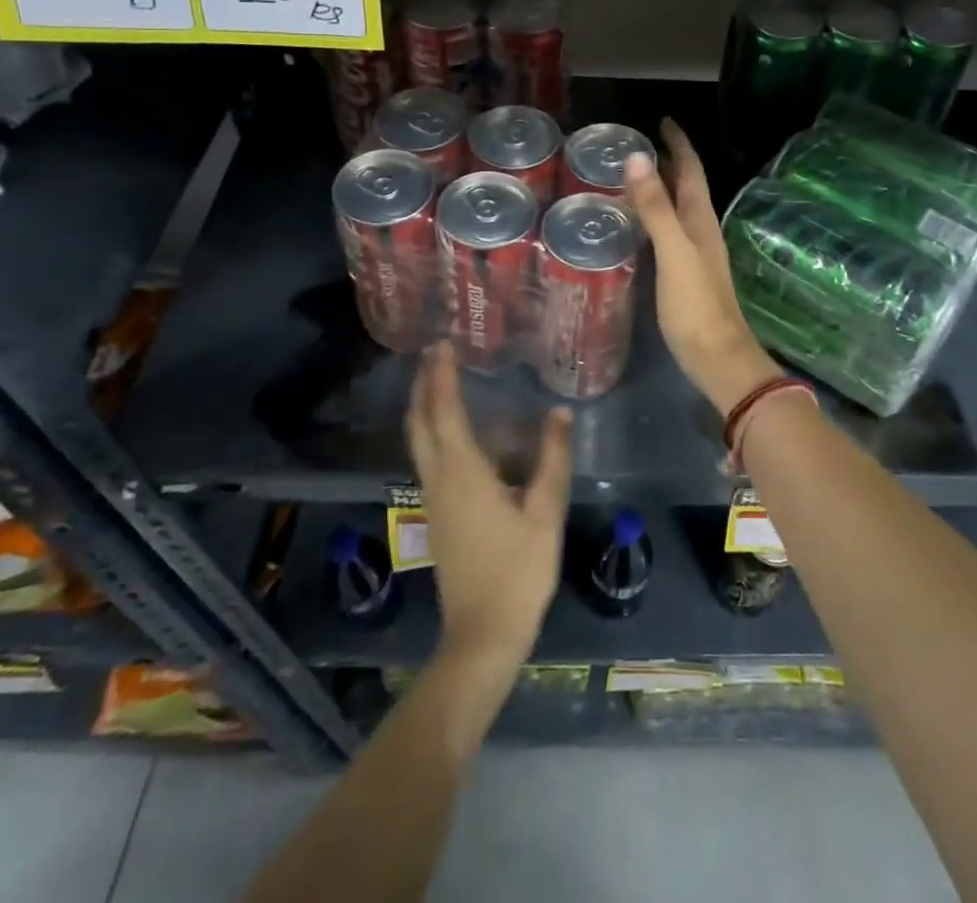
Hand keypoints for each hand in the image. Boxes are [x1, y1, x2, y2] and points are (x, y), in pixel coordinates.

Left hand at [405, 343, 572, 674]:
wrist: (482, 633)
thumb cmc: (517, 570)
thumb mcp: (545, 512)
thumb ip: (552, 459)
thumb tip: (558, 413)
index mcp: (463, 472)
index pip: (444, 411)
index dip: (441, 376)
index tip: (442, 344)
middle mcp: (439, 478)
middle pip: (420, 421)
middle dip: (423, 384)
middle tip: (434, 354)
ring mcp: (432, 498)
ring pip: (418, 440)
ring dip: (424, 406)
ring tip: (439, 380)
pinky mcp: (436, 514)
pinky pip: (427, 457)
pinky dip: (431, 430)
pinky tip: (453, 432)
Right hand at [623, 118, 782, 412]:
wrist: (718, 358)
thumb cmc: (696, 305)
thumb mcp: (673, 252)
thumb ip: (656, 207)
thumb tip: (637, 157)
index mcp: (700, 220)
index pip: (692, 171)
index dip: (679, 145)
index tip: (662, 122)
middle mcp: (701, 231)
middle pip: (687, 187)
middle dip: (669, 162)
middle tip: (639, 146)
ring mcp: (695, 254)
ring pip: (679, 209)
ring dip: (662, 189)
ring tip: (634, 177)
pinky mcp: (686, 275)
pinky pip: (669, 233)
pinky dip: (655, 217)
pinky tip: (639, 227)